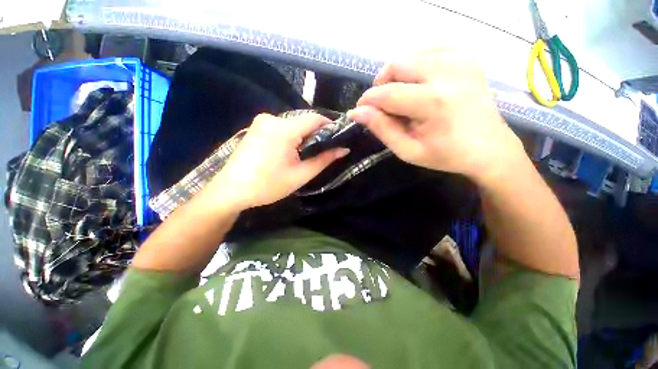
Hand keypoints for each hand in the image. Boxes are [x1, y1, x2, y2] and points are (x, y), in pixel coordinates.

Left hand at [206, 113, 348, 211]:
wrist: (231, 191)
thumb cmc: (268, 185)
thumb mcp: (301, 175)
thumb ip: (324, 160)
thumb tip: (344, 149)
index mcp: (284, 129)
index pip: (315, 118)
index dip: (330, 126)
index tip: (338, 138)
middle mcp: (272, 118)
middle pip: (304, 121)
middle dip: (316, 134)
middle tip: (323, 151)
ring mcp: (262, 121)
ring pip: (293, 124)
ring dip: (303, 136)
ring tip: (306, 154)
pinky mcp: (256, 127)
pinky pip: (281, 127)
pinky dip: (290, 136)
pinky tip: (289, 151)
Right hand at [348, 48, 525, 183]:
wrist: (489, 148)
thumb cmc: (446, 155)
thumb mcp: (408, 150)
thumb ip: (382, 129)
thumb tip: (357, 112)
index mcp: (433, 102)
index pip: (387, 93)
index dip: (368, 101)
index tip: (360, 110)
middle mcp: (448, 73)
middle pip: (397, 64)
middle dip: (381, 84)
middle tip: (382, 104)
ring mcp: (460, 60)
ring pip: (411, 54)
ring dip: (397, 75)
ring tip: (400, 96)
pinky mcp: (467, 57)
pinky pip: (430, 49)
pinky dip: (416, 64)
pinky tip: (418, 82)